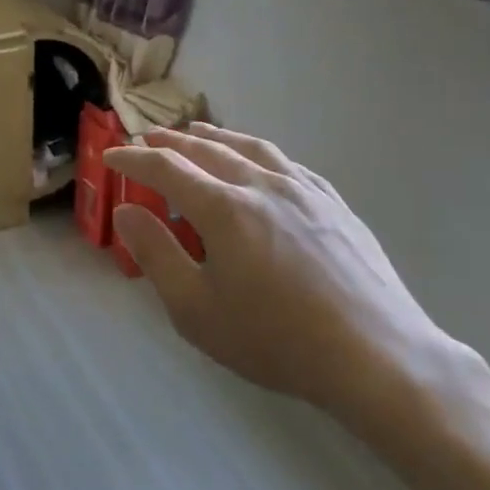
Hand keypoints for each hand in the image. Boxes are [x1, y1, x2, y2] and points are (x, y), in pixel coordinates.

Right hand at [104, 124, 455, 429]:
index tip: (112, 158)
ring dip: (216, 136)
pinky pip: (287, 163)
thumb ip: (156, 254)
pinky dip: (258, 153)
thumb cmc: (276, 339)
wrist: (377, 357)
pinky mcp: (334, 204)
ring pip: (250, 147)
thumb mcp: (196, 310)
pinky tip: (258, 162)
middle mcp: (261, 184)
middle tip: (147, 139)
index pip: (166, 167)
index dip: (133, 159)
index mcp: (224, 207)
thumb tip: (127, 211)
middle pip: (207, 148)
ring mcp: (304, 190)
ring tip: (197, 133)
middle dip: (171, 141)